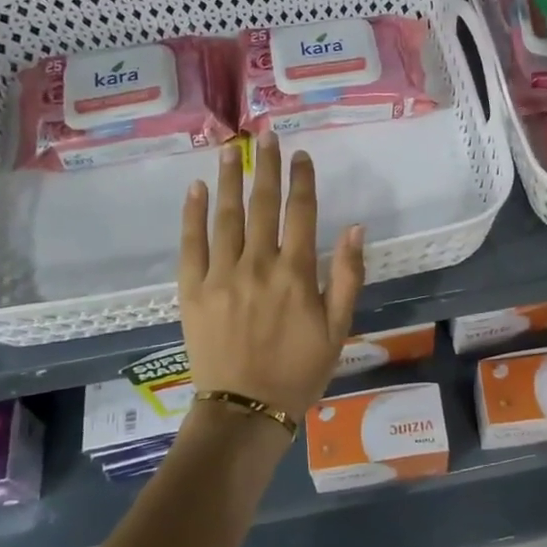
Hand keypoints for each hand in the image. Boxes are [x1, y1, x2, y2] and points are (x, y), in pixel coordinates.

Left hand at [179, 132, 365, 422]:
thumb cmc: (299, 370)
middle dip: (265, 166)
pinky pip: (191, 244)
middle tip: (264, 136)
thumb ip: (347, 275)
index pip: (301, 212)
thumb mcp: (338, 328)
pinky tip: (197, 189)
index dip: (302, 180)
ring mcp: (221, 275)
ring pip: (227, 216)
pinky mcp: (192, 289)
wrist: (245, 409)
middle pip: (262, 204)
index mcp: (295, 272)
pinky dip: (194, 214)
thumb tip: (355, 227)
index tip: (301, 155)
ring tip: (231, 149)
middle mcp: (258, 264)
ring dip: (230, 179)